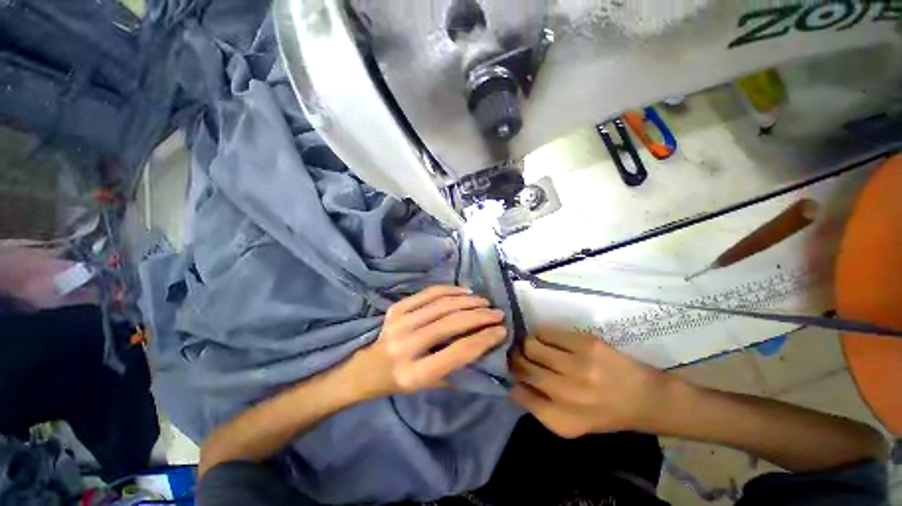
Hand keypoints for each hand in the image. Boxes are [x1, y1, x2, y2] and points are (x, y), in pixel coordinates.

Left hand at [353, 286, 506, 396]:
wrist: (368, 368)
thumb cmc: (402, 381)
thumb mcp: (429, 385)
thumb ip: (457, 367)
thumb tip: (486, 344)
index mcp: (415, 373)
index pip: (458, 352)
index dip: (484, 339)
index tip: (501, 330)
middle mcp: (405, 345)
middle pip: (450, 324)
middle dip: (480, 316)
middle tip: (497, 313)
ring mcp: (398, 322)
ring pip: (442, 305)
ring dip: (468, 301)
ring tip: (485, 302)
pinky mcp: (396, 308)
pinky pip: (429, 293)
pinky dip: (450, 290)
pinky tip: (465, 292)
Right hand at [510, 327, 673, 437]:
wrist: (645, 398)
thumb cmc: (603, 413)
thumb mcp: (570, 423)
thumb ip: (539, 406)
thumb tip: (512, 381)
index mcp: (562, 420)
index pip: (518, 393)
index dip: (510, 378)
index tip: (509, 371)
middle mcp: (567, 394)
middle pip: (522, 366)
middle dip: (515, 358)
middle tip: (518, 354)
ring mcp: (578, 366)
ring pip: (531, 345)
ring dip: (527, 345)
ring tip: (533, 346)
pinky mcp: (587, 344)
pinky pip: (547, 332)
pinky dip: (542, 334)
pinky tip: (547, 339)